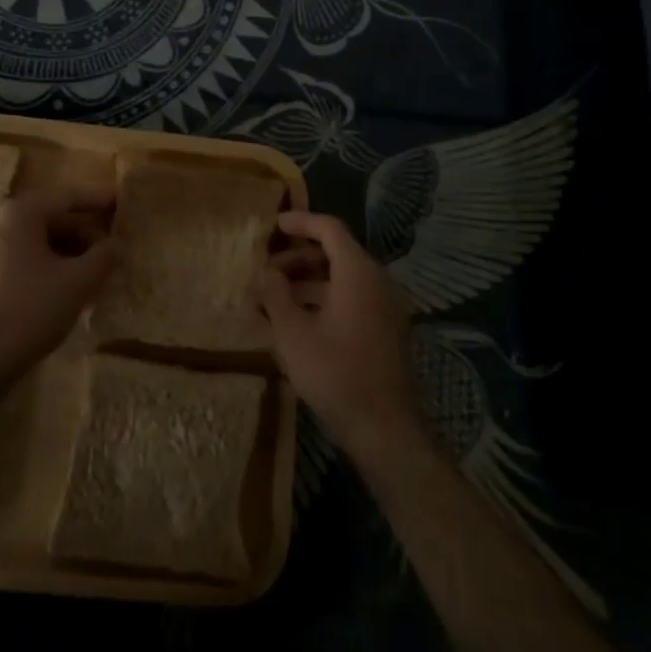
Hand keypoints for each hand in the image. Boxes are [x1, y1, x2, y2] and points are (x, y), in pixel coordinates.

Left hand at [0, 188, 114, 370]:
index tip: (120, 203)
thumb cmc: (30, 309)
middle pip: (49, 219)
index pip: (66, 198)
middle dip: (83, 232)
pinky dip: (47, 266)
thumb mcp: (78, 282)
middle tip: (111, 248)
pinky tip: (66, 288)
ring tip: (94, 271)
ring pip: (35, 242)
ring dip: (67, 252)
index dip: (97, 201)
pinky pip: (21, 261)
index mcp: (19, 214)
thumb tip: (118, 244)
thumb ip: (103, 257)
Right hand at [260, 211, 421, 460]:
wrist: (384, 428)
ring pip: (343, 279)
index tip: (273, 226)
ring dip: (308, 282)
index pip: (329, 229)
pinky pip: (353, 299)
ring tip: (274, 299)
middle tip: (266, 272)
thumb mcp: (292, 332)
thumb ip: (275, 294)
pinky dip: (324, 300)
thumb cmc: (335, 373)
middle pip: (336, 253)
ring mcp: (386, 307)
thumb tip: (264, 271)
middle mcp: (378, 281)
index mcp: (358, 273)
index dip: (300, 222)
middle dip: (298, 258)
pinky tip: (298, 322)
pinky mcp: (386, 331)